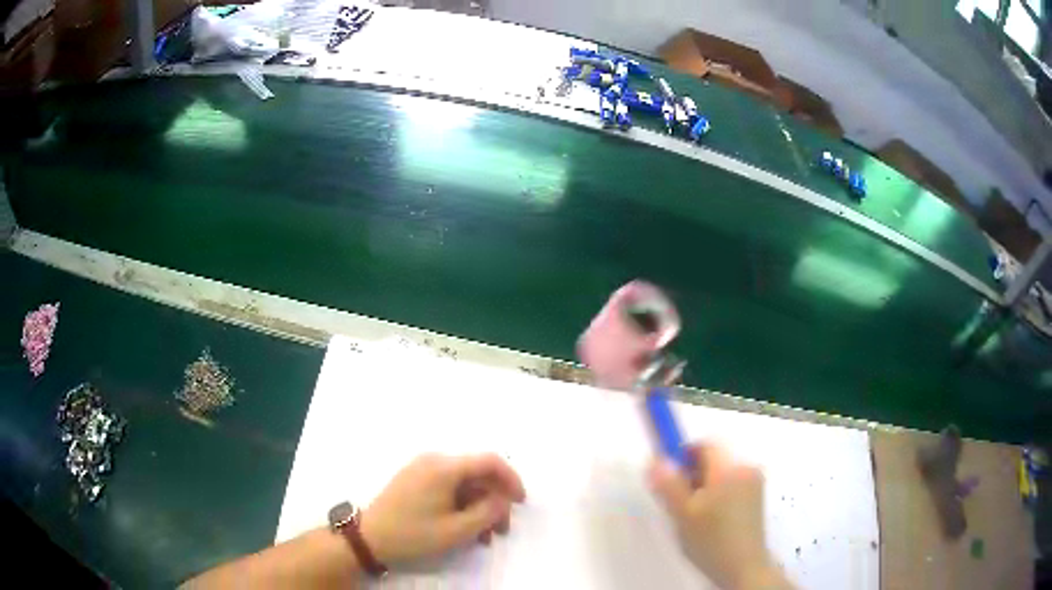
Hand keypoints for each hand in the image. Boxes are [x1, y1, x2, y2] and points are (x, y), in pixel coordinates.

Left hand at [361, 454, 525, 565]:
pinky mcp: (415, 479)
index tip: (520, 503)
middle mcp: (434, 460)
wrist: (368, 538)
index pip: (489, 461)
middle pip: (477, 474)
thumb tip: (504, 498)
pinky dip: (462, 505)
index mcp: (444, 467)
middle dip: (494, 501)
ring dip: (479, 507)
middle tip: (502, 530)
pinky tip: (466, 528)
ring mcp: (422, 469)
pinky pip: (448, 487)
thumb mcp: (457, 530)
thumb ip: (488, 512)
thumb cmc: (413, 534)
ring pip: (464, 483)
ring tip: (485, 536)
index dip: (511, 479)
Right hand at [648, 443, 789, 589]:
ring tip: (694, 515)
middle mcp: (746, 469)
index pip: (705, 445)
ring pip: (721, 474)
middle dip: (693, 475)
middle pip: (713, 459)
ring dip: (704, 486)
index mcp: (729, 469)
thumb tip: (655, 461)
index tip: (670, 476)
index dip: (684, 454)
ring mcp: (755, 483)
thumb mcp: (683, 515)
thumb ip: (668, 485)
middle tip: (680, 502)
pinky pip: (732, 484)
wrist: (743, 568)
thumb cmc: (711, 541)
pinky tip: (711, 520)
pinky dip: (718, 495)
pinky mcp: (757, 497)